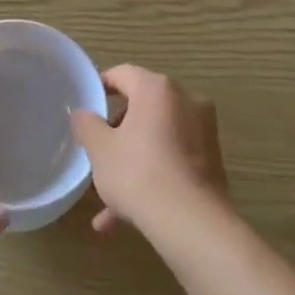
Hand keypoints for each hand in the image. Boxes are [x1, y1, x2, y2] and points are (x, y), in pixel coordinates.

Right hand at [71, 65, 228, 238]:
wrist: (190, 221)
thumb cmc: (138, 173)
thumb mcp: (100, 149)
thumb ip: (87, 125)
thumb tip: (82, 113)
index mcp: (157, 89)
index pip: (123, 74)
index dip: (102, 86)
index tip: (87, 105)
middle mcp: (186, 101)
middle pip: (143, 107)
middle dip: (117, 132)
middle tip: (98, 153)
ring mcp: (203, 131)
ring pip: (157, 140)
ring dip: (132, 163)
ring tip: (107, 201)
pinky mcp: (212, 161)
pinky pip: (173, 161)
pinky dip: (152, 178)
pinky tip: (125, 218)